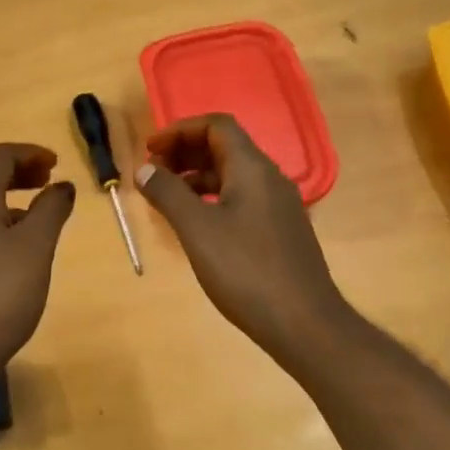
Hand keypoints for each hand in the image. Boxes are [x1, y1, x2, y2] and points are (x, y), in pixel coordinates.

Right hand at [135, 115, 349, 363]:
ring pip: (233, 177)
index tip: (150, 151)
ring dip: (198, 179)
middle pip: (226, 148)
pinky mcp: (281, 232)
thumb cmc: (246, 271)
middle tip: (153, 173)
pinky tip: (197, 226)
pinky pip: (242, 201)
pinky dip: (214, 201)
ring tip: (167, 199)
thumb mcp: (197, 230)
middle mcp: (270, 179)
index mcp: (253, 168)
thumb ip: (168, 194)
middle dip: (186, 153)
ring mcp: (279, 207)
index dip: (180, 130)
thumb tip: (145, 169)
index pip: (217, 126)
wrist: (303, 322)